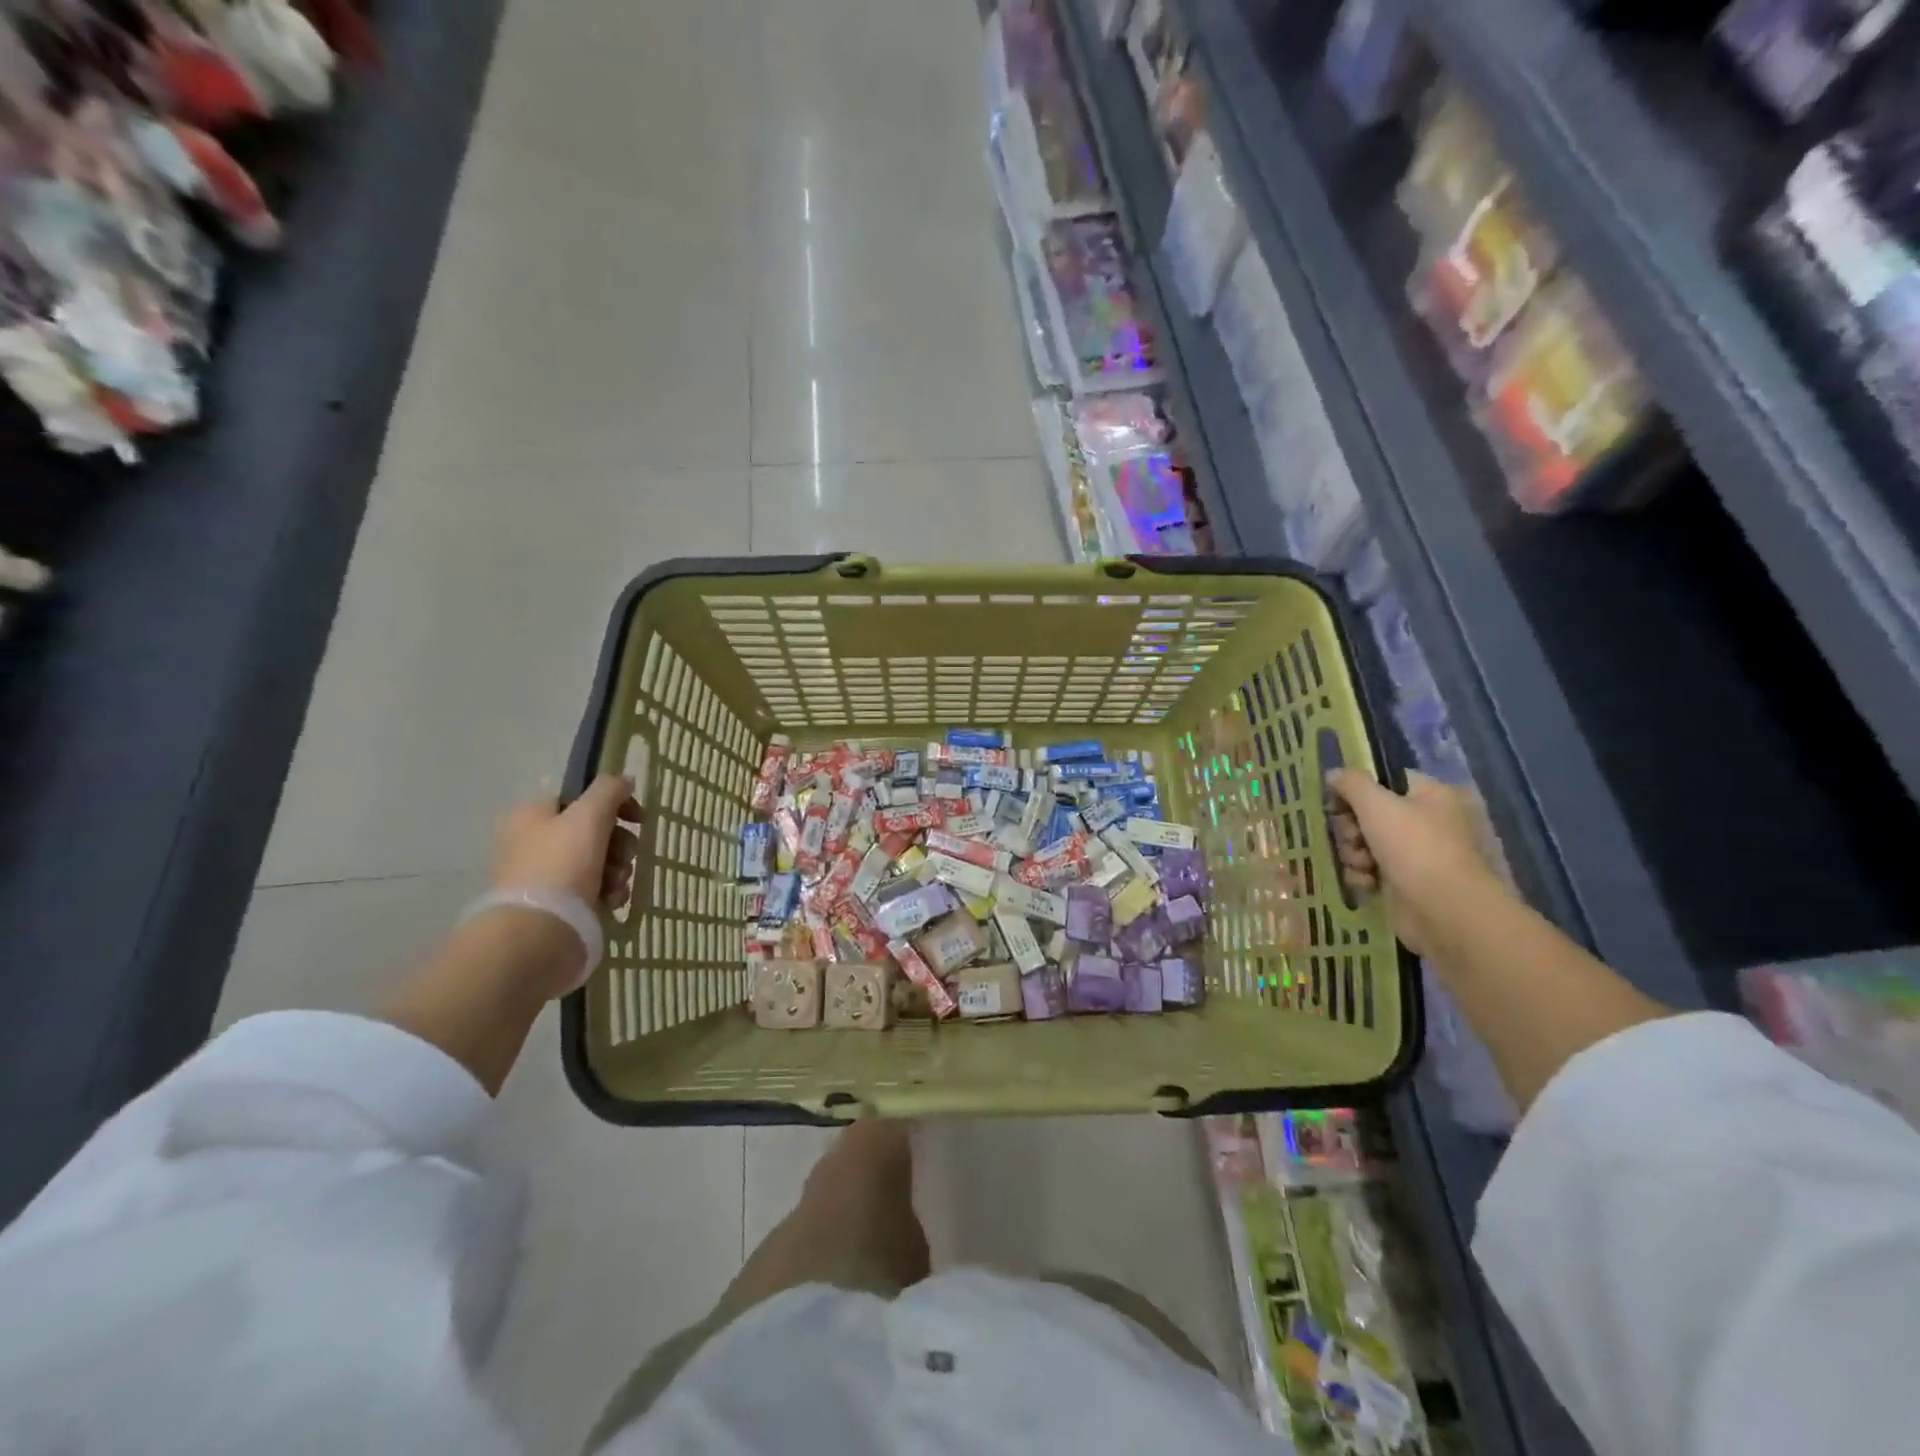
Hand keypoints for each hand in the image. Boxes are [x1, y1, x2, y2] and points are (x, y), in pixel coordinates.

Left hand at [490, 773, 641, 906]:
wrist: (537, 933)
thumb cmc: (561, 865)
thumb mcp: (589, 816)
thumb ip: (609, 790)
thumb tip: (624, 780)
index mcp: (532, 814)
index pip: (581, 796)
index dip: (614, 804)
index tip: (638, 819)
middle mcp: (533, 841)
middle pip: (593, 830)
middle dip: (620, 844)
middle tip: (626, 857)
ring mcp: (543, 875)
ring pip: (598, 860)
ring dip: (618, 869)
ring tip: (617, 885)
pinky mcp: (556, 904)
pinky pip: (592, 888)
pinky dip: (608, 891)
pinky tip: (612, 901)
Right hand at [1325, 769, 1503, 958]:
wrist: (1444, 911)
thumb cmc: (1414, 847)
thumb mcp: (1375, 804)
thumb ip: (1351, 783)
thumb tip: (1333, 773)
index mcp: (1430, 795)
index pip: (1385, 781)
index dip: (1356, 790)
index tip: (1336, 801)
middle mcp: (1426, 822)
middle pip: (1370, 814)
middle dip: (1351, 828)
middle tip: (1352, 837)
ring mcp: (1417, 855)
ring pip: (1366, 844)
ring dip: (1354, 853)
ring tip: (1362, 865)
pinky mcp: (1405, 883)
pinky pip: (1371, 871)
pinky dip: (1363, 876)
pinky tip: (1367, 884)